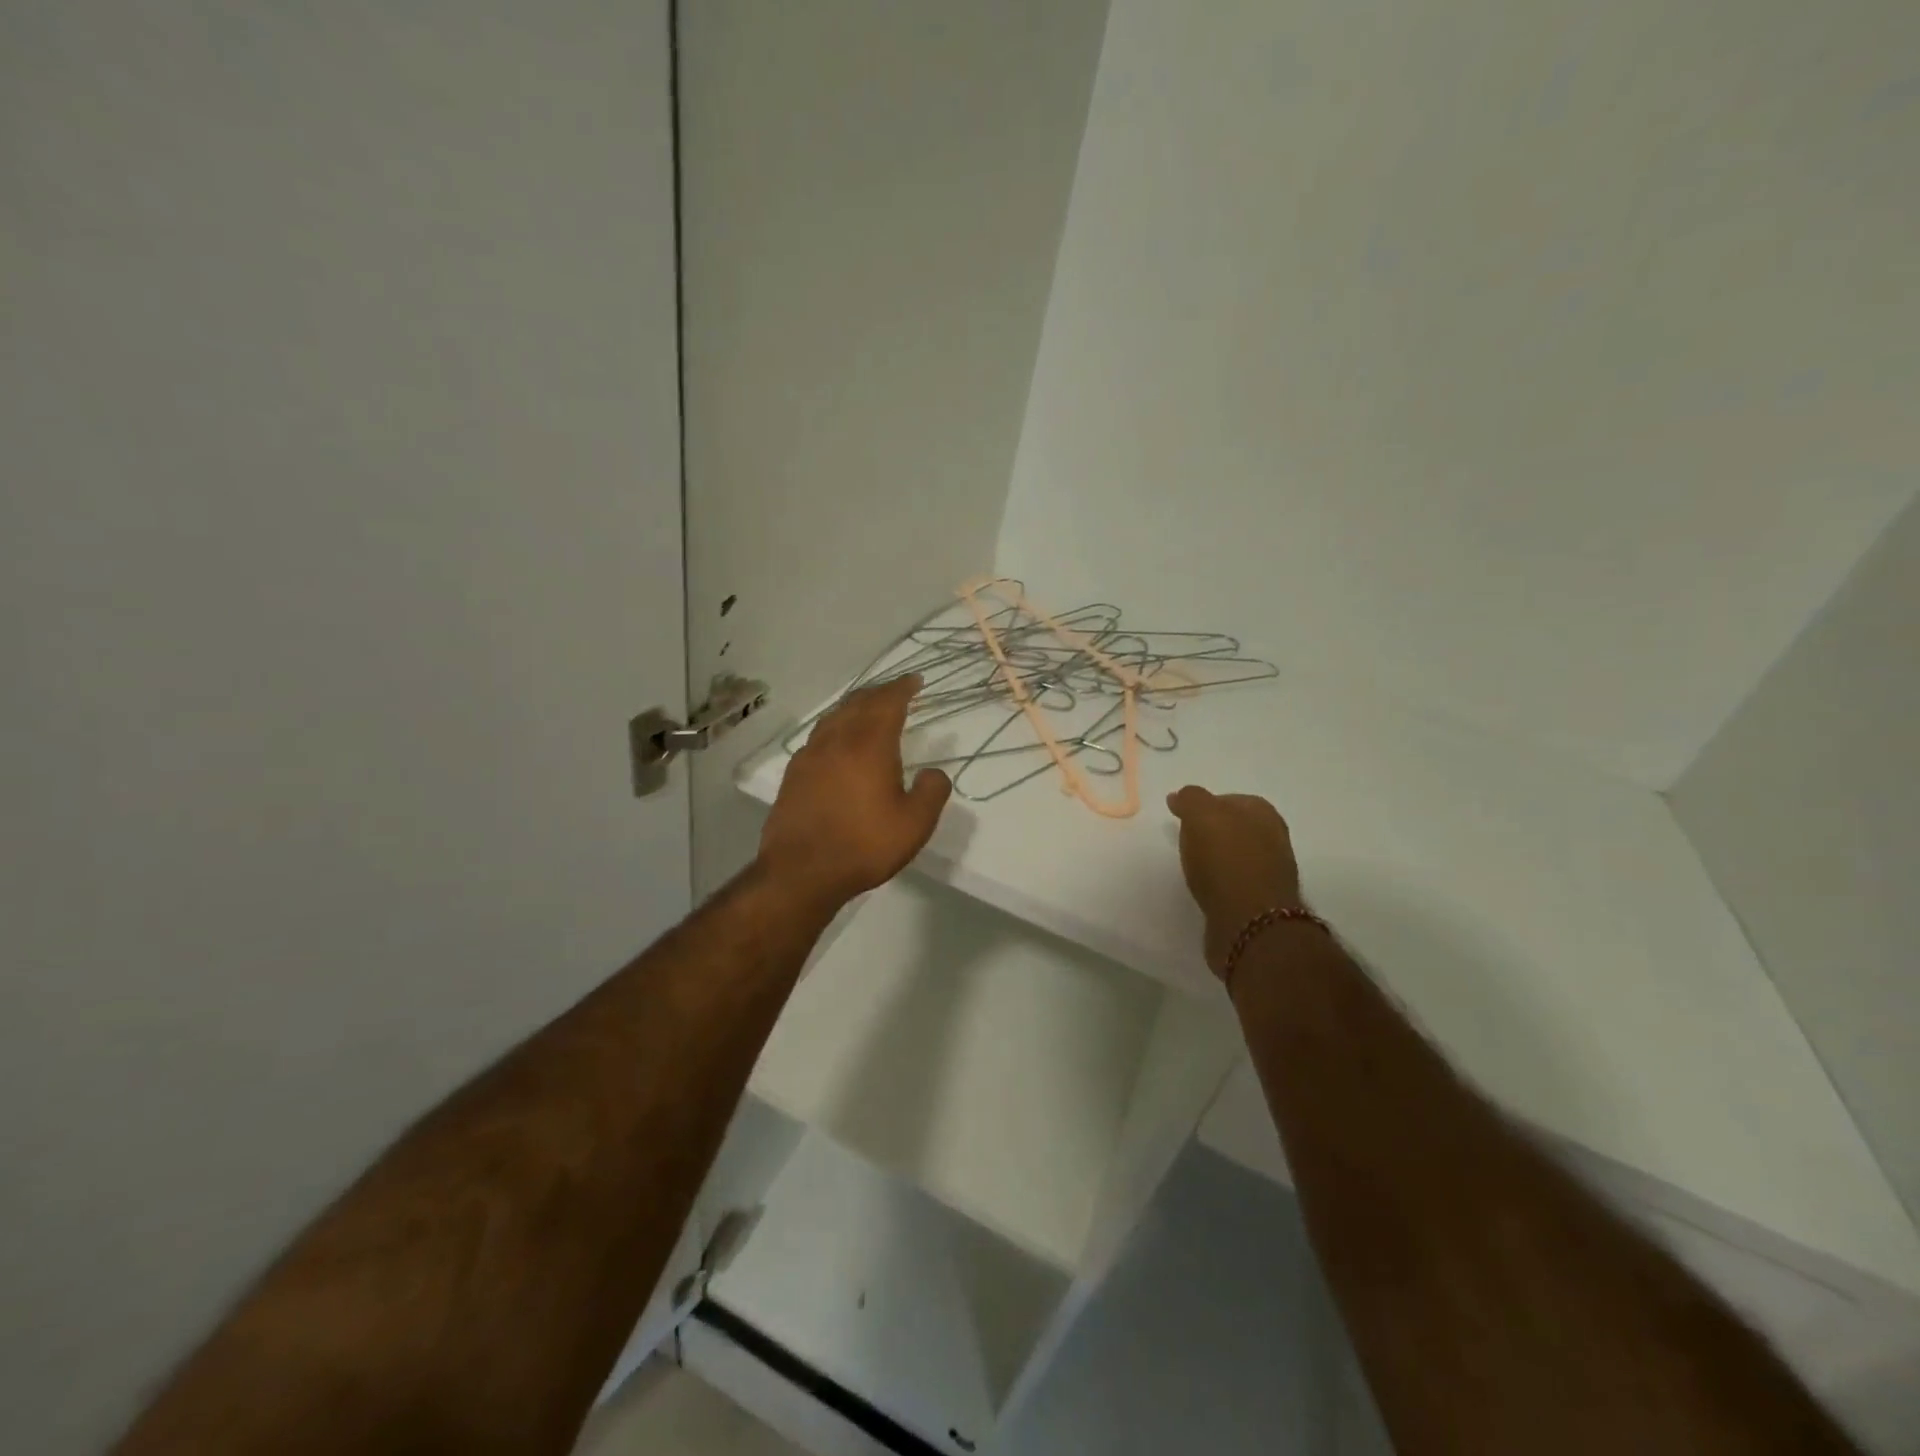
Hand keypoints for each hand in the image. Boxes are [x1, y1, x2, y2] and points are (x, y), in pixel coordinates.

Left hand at [759, 675, 952, 908]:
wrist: (801, 872)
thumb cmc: (864, 845)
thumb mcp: (915, 824)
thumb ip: (932, 792)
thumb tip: (933, 773)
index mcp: (869, 744)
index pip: (888, 702)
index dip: (903, 688)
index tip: (915, 680)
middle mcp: (837, 740)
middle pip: (858, 703)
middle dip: (879, 693)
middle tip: (896, 691)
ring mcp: (810, 755)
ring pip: (834, 717)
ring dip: (855, 706)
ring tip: (868, 709)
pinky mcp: (794, 774)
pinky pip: (819, 736)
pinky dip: (835, 727)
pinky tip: (838, 742)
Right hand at [1167, 786, 1305, 975]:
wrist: (1250, 922)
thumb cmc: (1226, 860)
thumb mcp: (1202, 815)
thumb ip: (1191, 799)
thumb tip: (1181, 796)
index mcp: (1264, 814)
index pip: (1233, 800)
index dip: (1207, 805)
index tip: (1183, 816)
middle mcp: (1273, 840)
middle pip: (1237, 828)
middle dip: (1214, 831)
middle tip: (1187, 839)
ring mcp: (1270, 873)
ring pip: (1238, 856)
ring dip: (1218, 858)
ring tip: (1194, 866)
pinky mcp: (1261, 903)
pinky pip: (1236, 883)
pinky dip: (1221, 883)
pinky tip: (1206, 888)